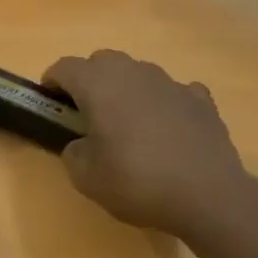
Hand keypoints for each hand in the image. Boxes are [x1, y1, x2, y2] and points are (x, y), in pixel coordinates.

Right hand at [43, 50, 257, 242]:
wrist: (207, 195)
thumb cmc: (136, 182)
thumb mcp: (85, 177)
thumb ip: (74, 152)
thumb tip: (82, 144)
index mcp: (99, 86)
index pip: (65, 68)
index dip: (52, 82)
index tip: (50, 102)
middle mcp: (134, 73)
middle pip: (103, 61)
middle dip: (89, 80)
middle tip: (86, 112)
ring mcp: (171, 83)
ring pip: (139, 73)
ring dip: (126, 89)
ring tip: (127, 123)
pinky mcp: (201, 100)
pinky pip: (173, 91)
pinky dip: (163, 103)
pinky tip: (166, 128)